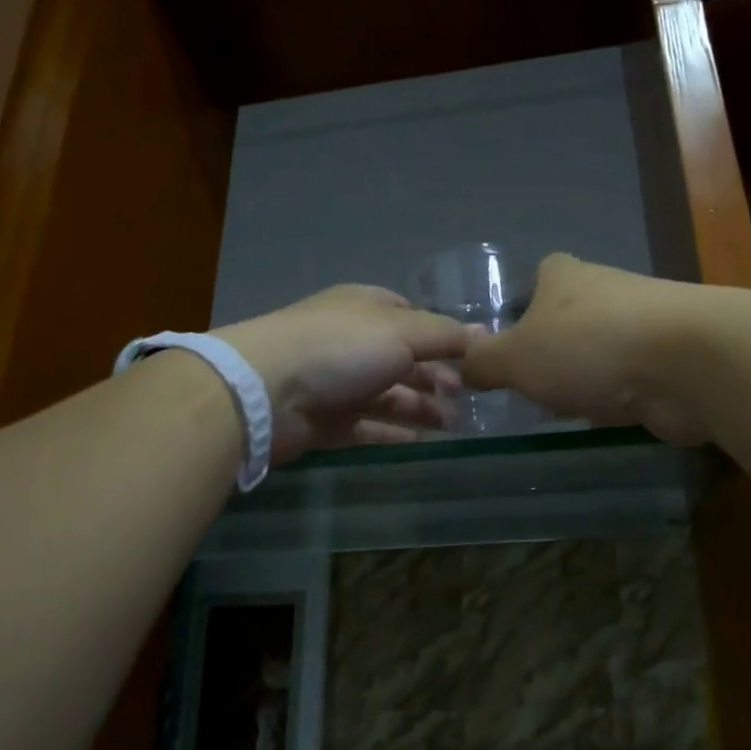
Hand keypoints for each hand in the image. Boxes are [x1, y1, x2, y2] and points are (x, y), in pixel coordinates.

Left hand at [216, 285, 470, 464]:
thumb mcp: (403, 331)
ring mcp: (336, 382)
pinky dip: (393, 430)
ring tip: (451, 424)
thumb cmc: (341, 348)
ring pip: (387, 394)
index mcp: (367, 308)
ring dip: (419, 407)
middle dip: (435, 377)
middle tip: (467, 398)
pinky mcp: (325, 420)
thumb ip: (446, 336)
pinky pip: (367, 425)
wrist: (265, 390)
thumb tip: (486, 334)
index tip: (473, 359)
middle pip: (402, 359)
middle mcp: (352, 341)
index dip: (443, 337)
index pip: (412, 318)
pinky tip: (419, 441)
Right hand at [461, 254, 710, 445]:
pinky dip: (618, 395)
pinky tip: (608, 415)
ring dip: (586, 376)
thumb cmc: (587, 347)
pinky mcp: (670, 358)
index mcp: (563, 275)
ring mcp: (642, 323)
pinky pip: (630, 377)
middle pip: (568, 319)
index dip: (520, 309)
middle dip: (552, 351)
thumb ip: (482, 362)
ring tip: (567, 406)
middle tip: (530, 386)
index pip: (536, 279)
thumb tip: (463, 366)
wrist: (688, 363)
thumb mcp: (514, 358)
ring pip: (600, 349)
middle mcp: (604, 289)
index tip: (509, 345)